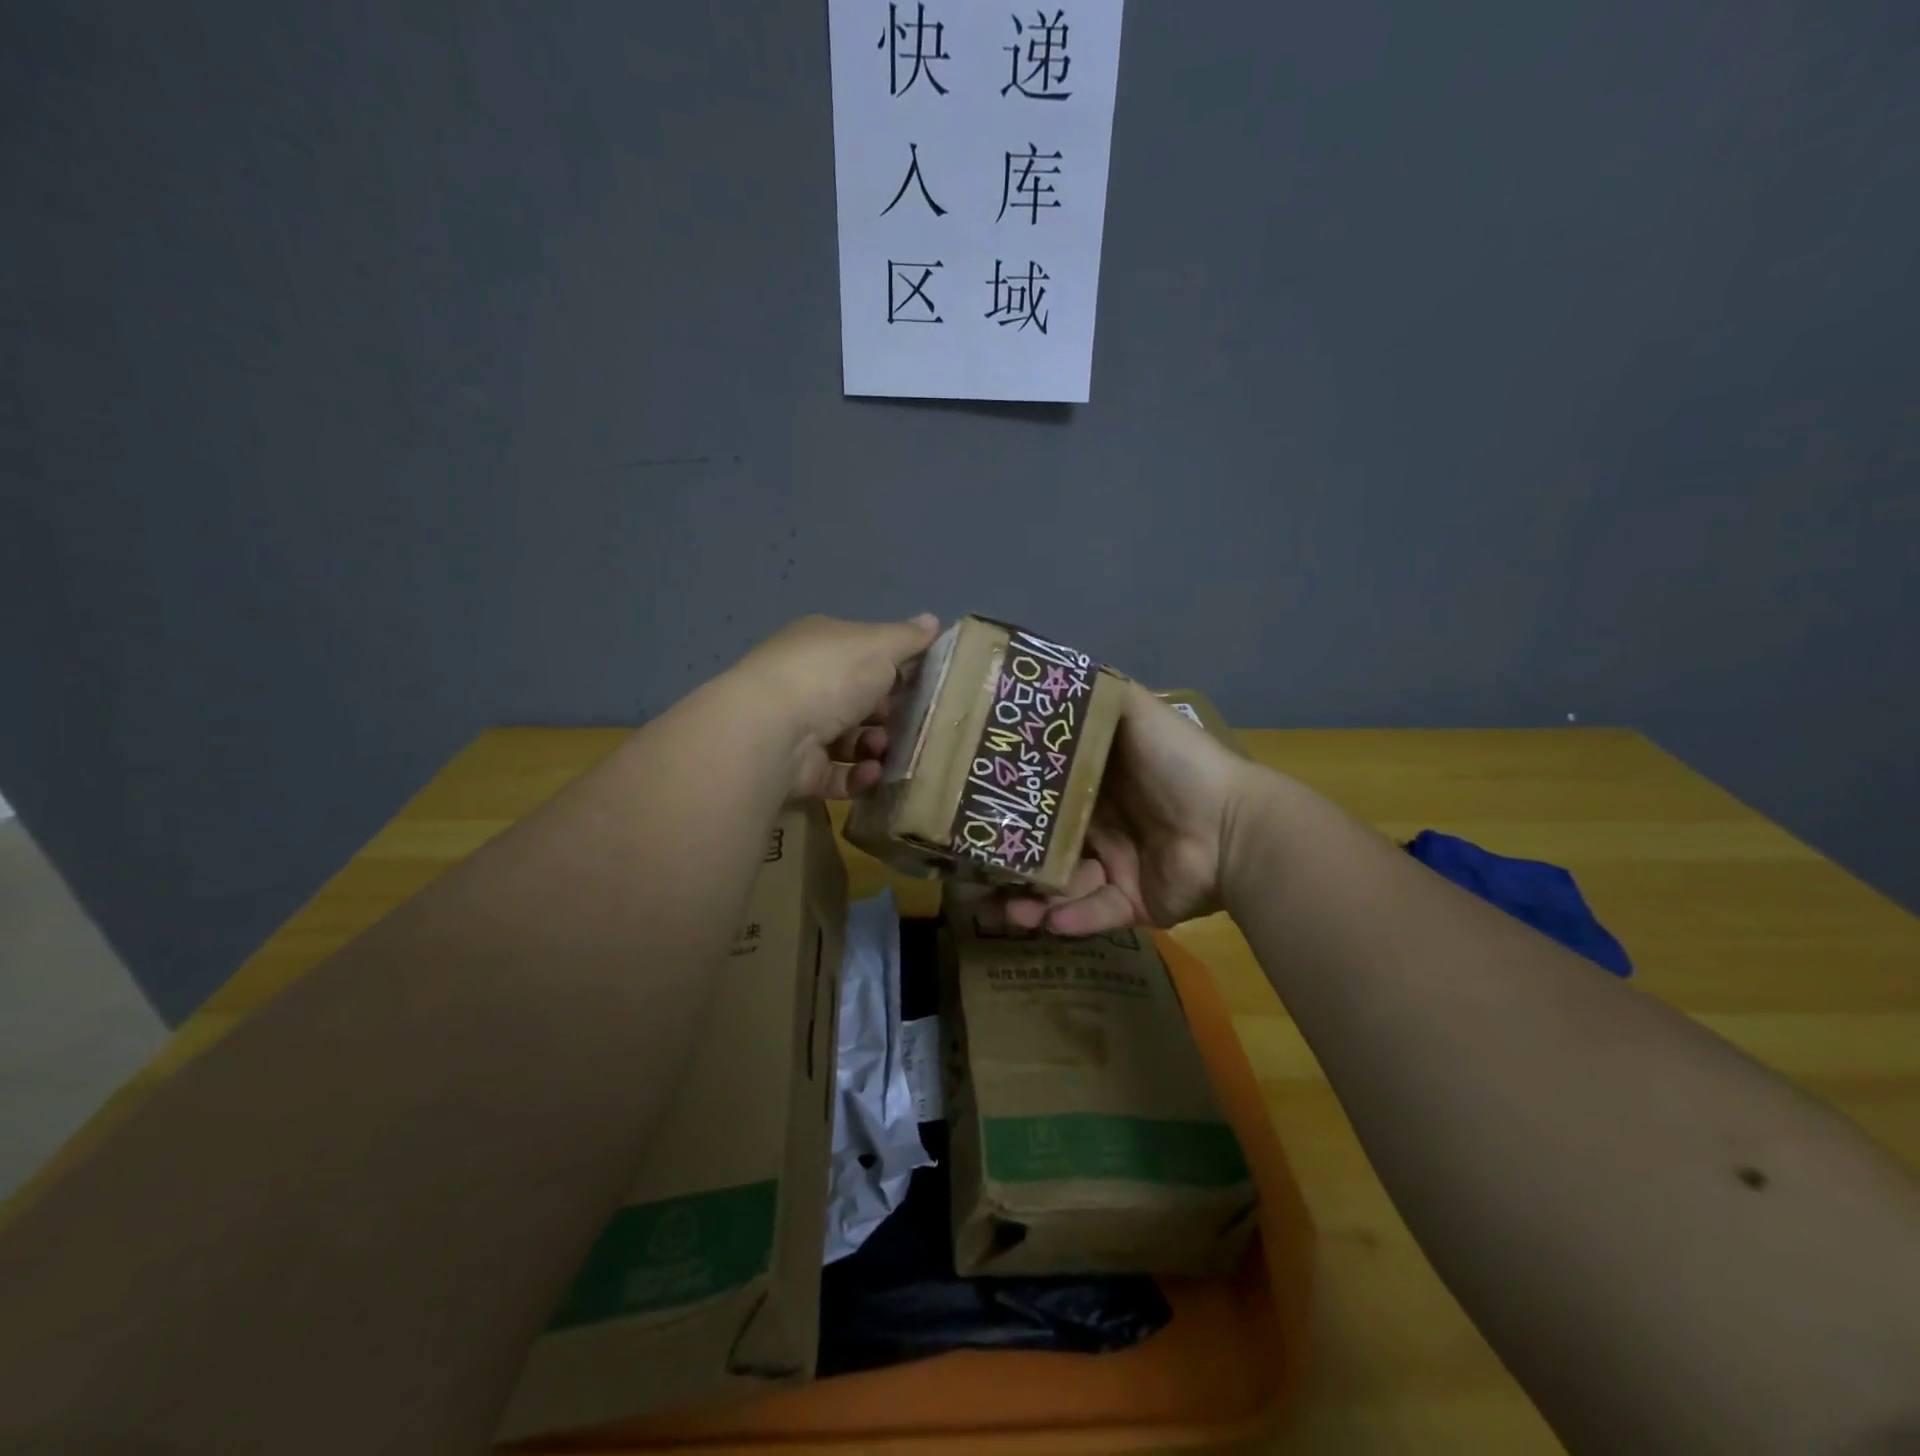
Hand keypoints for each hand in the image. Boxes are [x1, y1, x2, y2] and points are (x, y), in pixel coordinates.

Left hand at [727, 613, 939, 799]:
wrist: (772, 730)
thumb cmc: (831, 676)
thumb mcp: (879, 645)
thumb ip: (908, 637)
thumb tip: (933, 620)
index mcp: (821, 644)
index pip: (864, 653)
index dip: (895, 667)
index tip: (923, 685)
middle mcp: (806, 683)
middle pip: (859, 699)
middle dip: (890, 713)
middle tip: (912, 722)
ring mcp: (799, 728)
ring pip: (851, 740)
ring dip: (877, 745)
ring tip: (885, 749)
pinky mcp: (798, 770)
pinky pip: (838, 774)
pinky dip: (859, 775)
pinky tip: (872, 772)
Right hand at [990, 681, 1257, 933]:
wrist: (1234, 826)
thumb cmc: (1179, 765)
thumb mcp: (1136, 713)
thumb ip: (1098, 695)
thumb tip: (1049, 669)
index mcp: (1097, 787)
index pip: (1043, 800)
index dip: (1008, 809)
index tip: (969, 816)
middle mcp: (1102, 827)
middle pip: (1043, 850)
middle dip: (1009, 868)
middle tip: (972, 882)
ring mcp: (1118, 868)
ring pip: (1062, 889)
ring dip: (1032, 904)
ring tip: (1006, 914)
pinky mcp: (1134, 904)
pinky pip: (1097, 915)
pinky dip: (1074, 919)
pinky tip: (1051, 922)